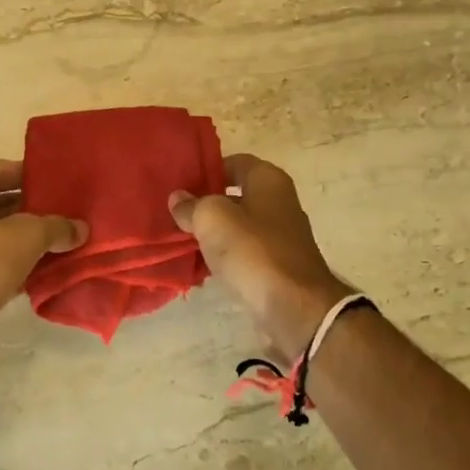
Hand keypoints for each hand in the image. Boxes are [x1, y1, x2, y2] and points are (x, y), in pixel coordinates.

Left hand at [0, 160, 86, 387]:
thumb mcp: (24, 235)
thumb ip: (55, 226)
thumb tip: (81, 228)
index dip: (30, 173)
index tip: (62, 178)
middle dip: (34, 209)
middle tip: (73, 209)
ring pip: (1, 239)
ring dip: (31, 241)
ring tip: (71, 237)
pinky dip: (23, 268)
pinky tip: (55, 268)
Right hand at [170, 154, 352, 359]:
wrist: (293, 307)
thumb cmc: (253, 250)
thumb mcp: (212, 218)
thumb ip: (192, 205)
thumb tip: (178, 198)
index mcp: (269, 180)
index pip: (234, 162)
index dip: (206, 169)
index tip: (180, 183)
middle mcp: (279, 202)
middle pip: (236, 195)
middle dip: (207, 202)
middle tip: (175, 212)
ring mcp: (281, 236)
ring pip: (239, 225)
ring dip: (214, 232)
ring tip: (182, 238)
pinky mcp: (278, 265)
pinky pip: (245, 252)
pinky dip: (226, 256)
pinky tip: (203, 265)